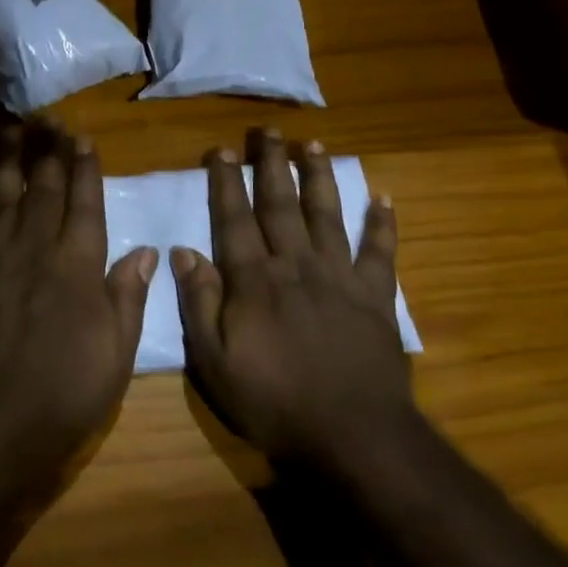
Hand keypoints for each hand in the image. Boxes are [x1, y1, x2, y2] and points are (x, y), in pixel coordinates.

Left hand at [0, 125, 156, 494]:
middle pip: (43, 186)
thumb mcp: (114, 358)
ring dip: (6, 157)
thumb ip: (128, 298)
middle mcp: (33, 247)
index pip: (84, 201)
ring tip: (11, 128)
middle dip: (48, 148)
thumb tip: (147, 250)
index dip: (84, 166)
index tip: (82, 138)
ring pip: (0, 192)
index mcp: (77, 266)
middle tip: (50, 118)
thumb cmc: (57, 400)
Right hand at [170, 131, 417, 467]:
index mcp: (255, 279)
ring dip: (319, 178)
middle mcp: (296, 264)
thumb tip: (184, 251)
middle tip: (268, 131)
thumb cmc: (275, 402)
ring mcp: (339, 277)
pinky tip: (384, 198)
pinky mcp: (375, 296)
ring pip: (326, 214)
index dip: (226, 182)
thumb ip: (200, 303)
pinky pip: (379, 252)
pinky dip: (382, 225)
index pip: (235, 219)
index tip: (221, 150)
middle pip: (280, 204)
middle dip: (272, 164)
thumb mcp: (215, 362)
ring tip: (314, 145)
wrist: (352, 435)